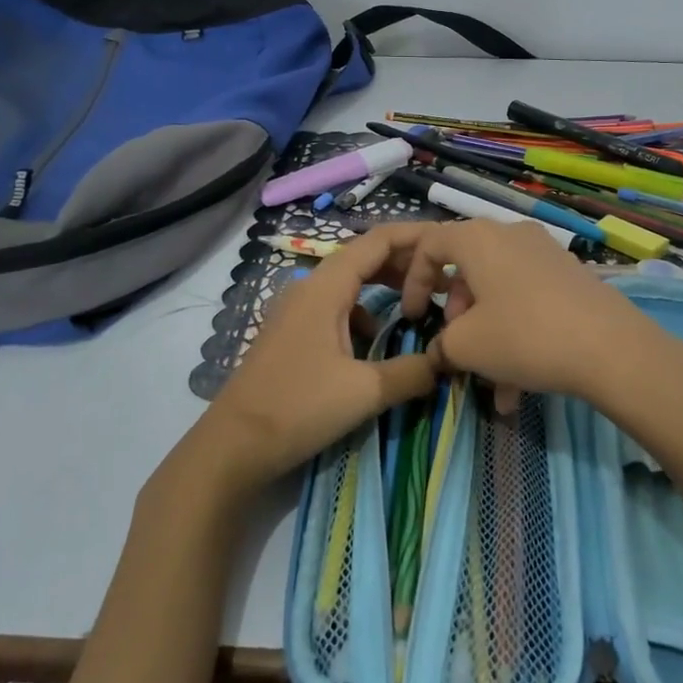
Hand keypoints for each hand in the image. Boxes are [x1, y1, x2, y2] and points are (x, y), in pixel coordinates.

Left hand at [196, 223, 441, 495]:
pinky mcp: (291, 333)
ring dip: (384, 288)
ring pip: (349, 284)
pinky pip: (336, 307)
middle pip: (364, 258)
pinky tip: (376, 340)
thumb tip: (446, 361)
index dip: (415, 236)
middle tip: (443, 280)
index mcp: (326, 287)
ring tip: (417, 306)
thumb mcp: (365, 391)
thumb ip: (412, 372)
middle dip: (405, 264)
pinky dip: (363, 312)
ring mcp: (296, 310)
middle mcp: (309, 288)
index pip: (377, 241)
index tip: (449, 243)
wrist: (233, 445)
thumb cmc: (298, 407)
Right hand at [397, 220, 669, 403]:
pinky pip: (529, 301)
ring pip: (500, 292)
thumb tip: (441, 351)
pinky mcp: (571, 276)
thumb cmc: (524, 336)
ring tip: (494, 385)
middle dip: (457, 313)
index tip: (412, 316)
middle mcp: (511, 235)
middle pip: (468, 269)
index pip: (429, 245)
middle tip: (458, 346)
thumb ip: (441, 345)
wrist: (611, 349)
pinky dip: (517, 335)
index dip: (413, 281)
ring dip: (488, 334)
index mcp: (478, 238)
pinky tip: (520, 387)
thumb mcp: (466, 346)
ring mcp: (546, 254)